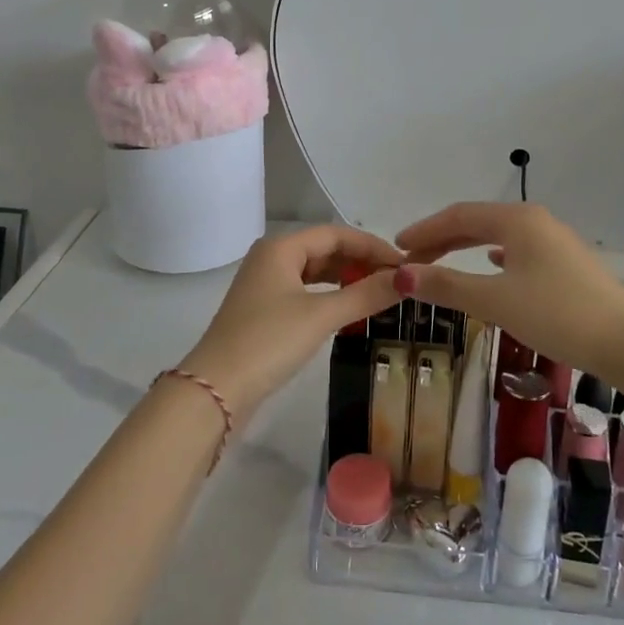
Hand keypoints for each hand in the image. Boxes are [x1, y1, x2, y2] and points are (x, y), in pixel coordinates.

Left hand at [180, 226, 401, 424]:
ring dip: (347, 278)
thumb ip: (365, 295)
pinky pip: (306, 291)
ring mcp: (265, 284)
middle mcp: (271, 257)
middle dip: (361, 261)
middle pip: (325, 249)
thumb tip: (408, 279)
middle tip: (397, 280)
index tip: (404, 263)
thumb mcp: (321, 316)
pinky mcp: (264, 310)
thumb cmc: (269, 342)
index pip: (336, 233)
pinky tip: (349, 308)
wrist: (215, 391)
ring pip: (315, 271)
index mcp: (281, 247)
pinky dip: (330, 295)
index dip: (372, 245)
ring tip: (380, 293)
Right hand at [394, 204, 623, 389]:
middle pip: (478, 222)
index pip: (458, 216)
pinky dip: (495, 257)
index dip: (425, 230)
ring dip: (467, 248)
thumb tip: (401, 275)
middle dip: (443, 239)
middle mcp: (537, 221)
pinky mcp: (569, 264)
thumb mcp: (496, 301)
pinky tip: (494, 266)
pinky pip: (519, 251)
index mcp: (517, 219)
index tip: (397, 247)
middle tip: (413, 259)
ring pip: (500, 236)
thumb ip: (448, 286)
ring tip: (443, 262)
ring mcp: (556, 241)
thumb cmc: (558, 315)